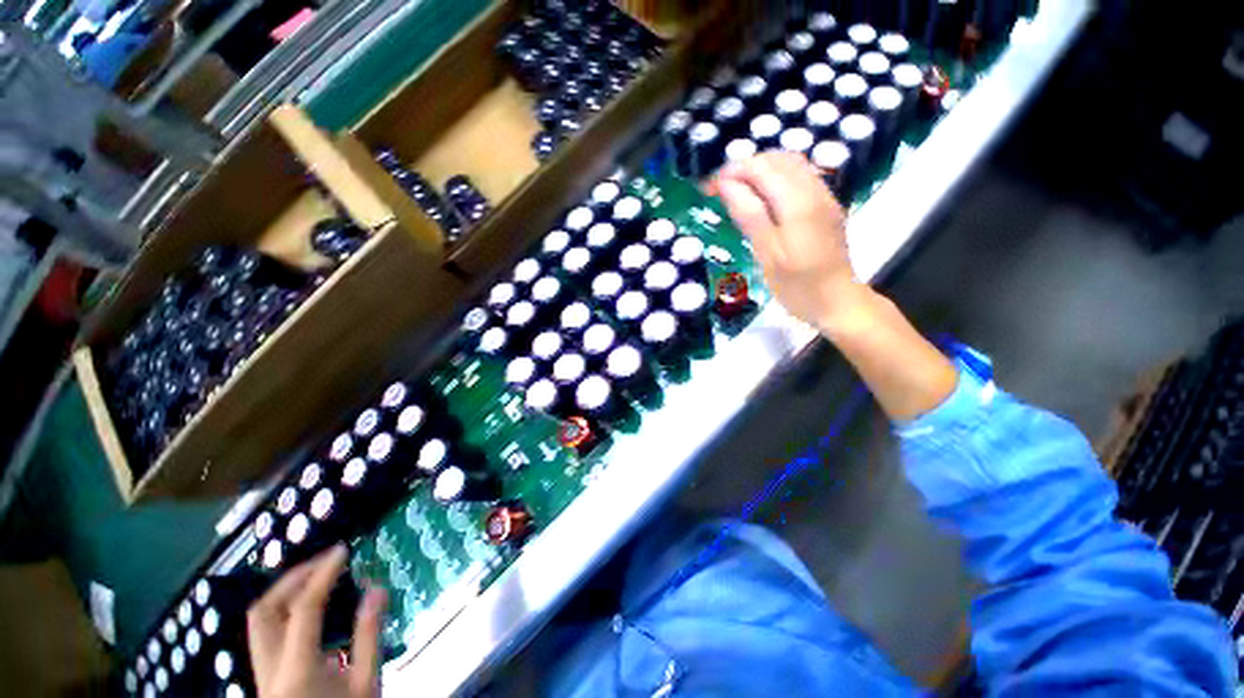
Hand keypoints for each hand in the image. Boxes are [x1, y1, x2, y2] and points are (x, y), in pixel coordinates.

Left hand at [247, 545, 387, 697]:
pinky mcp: (264, 677)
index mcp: (297, 669)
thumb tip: (377, 589)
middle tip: (325, 560)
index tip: (342, 550)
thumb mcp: (367, 683)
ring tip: (316, 576)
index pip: (305, 608)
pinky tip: (308, 607)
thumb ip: (370, 635)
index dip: (323, 574)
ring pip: (258, 622)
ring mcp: (261, 674)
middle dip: (293, 578)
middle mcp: (269, 668)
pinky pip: (265, 632)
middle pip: (264, 611)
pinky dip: (283, 609)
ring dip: (284, 592)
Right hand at [707, 151, 872, 331]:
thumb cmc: (798, 287)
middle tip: (718, 189)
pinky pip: (800, 176)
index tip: (707, 188)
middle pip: (776, 160)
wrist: (838, 302)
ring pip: (790, 164)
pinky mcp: (826, 206)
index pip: (760, 169)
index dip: (731, 172)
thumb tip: (726, 185)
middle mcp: (815, 190)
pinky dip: (776, 177)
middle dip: (744, 168)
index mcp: (798, 203)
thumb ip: (749, 215)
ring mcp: (824, 197)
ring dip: (760, 170)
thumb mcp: (767, 254)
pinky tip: (762, 196)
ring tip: (737, 190)